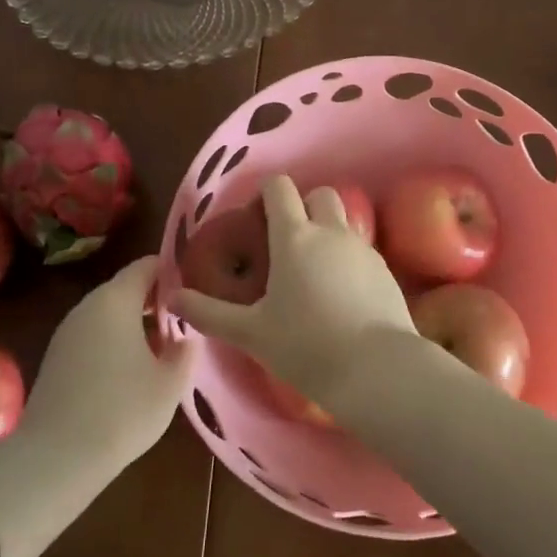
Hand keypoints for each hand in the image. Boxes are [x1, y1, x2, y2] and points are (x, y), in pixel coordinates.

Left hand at [21, 257, 196, 476]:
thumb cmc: (122, 411)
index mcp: (116, 300)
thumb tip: (185, 337)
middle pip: (126, 288)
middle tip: (183, 321)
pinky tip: (129, 372)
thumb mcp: (170, 383)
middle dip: (154, 300)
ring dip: (134, 323)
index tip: (193, 290)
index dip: (172, 272)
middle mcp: (88, 306)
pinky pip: (93, 336)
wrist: (55, 460)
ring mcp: (66, 332)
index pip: (146, 265)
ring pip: (108, 314)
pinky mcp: (55, 359)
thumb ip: (185, 351)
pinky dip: (113, 342)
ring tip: (161, 349)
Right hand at [175, 175, 414, 407]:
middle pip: (319, 194)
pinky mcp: (384, 269)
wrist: (376, 369)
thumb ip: (209, 313)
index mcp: (294, 237)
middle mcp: (330, 231)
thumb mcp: (250, 333)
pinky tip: (340, 294)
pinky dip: (347, 259)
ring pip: (343, 220)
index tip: (256, 218)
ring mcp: (362, 248)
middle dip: (303, 206)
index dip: (266, 193)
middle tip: (287, 242)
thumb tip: (172, 298)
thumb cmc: (305, 346)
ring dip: (327, 231)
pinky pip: (361, 249)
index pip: (280, 188)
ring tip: (313, 271)